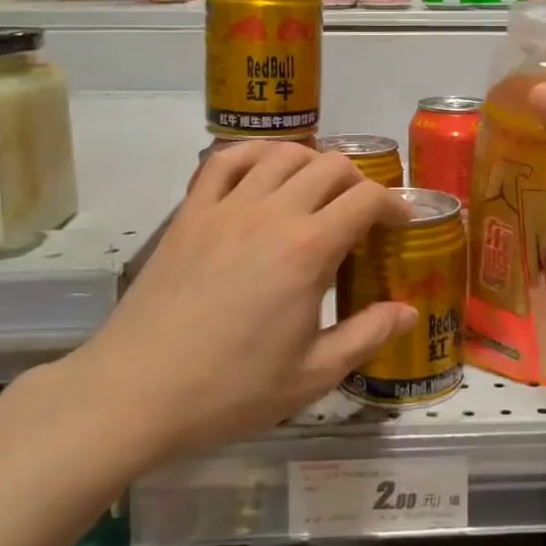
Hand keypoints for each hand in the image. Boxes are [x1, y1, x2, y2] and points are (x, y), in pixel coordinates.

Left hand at [75, 142, 414, 462]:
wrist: (136, 391)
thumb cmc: (231, 389)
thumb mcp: (312, 375)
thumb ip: (367, 336)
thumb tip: (409, 311)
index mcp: (308, 249)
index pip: (367, 199)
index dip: (394, 204)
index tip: (401, 223)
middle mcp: (271, 212)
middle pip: (329, 166)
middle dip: (358, 182)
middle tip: (361, 213)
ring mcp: (226, 206)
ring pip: (282, 154)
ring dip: (311, 163)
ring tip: (317, 190)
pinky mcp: (190, 212)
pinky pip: (225, 160)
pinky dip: (254, 154)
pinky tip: (263, 171)